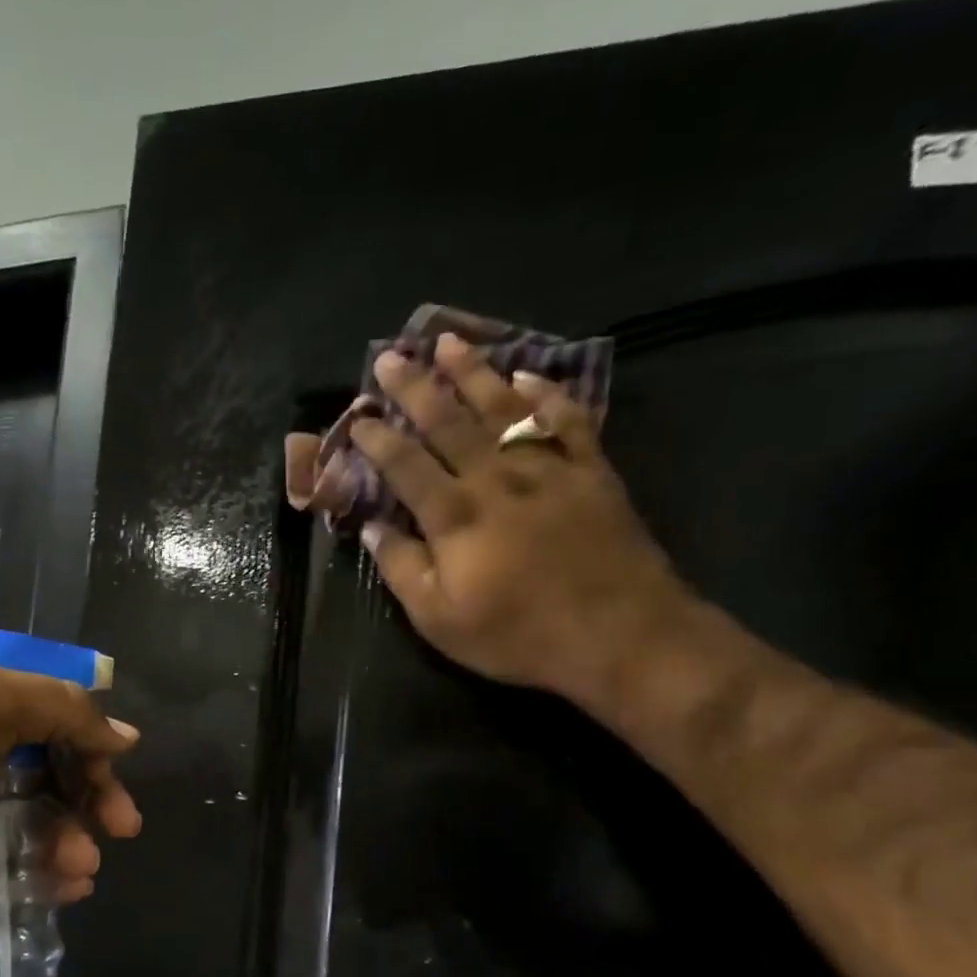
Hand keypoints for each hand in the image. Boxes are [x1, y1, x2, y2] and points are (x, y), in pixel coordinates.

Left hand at [0, 665, 141, 950]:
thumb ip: (57, 706)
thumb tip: (123, 737)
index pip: (43, 704)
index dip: (85, 726)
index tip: (120, 754)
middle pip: (54, 761)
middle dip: (94, 790)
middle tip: (124, 822)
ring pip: (45, 815)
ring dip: (75, 836)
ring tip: (83, 862)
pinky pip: (27, 860)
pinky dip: (54, 870)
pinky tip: (72, 884)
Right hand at [285, 333, 689, 701]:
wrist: (620, 635)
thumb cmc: (518, 635)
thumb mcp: (440, 620)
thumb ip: (402, 569)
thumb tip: (370, 528)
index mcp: (454, 517)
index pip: (405, 465)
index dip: (377, 438)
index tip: (357, 418)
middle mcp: (496, 479)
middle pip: (449, 422)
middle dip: (415, 388)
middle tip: (391, 357)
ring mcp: (548, 469)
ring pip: (504, 408)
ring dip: (473, 373)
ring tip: (449, 342)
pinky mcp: (590, 472)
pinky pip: (566, 420)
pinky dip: (546, 394)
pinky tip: (529, 375)